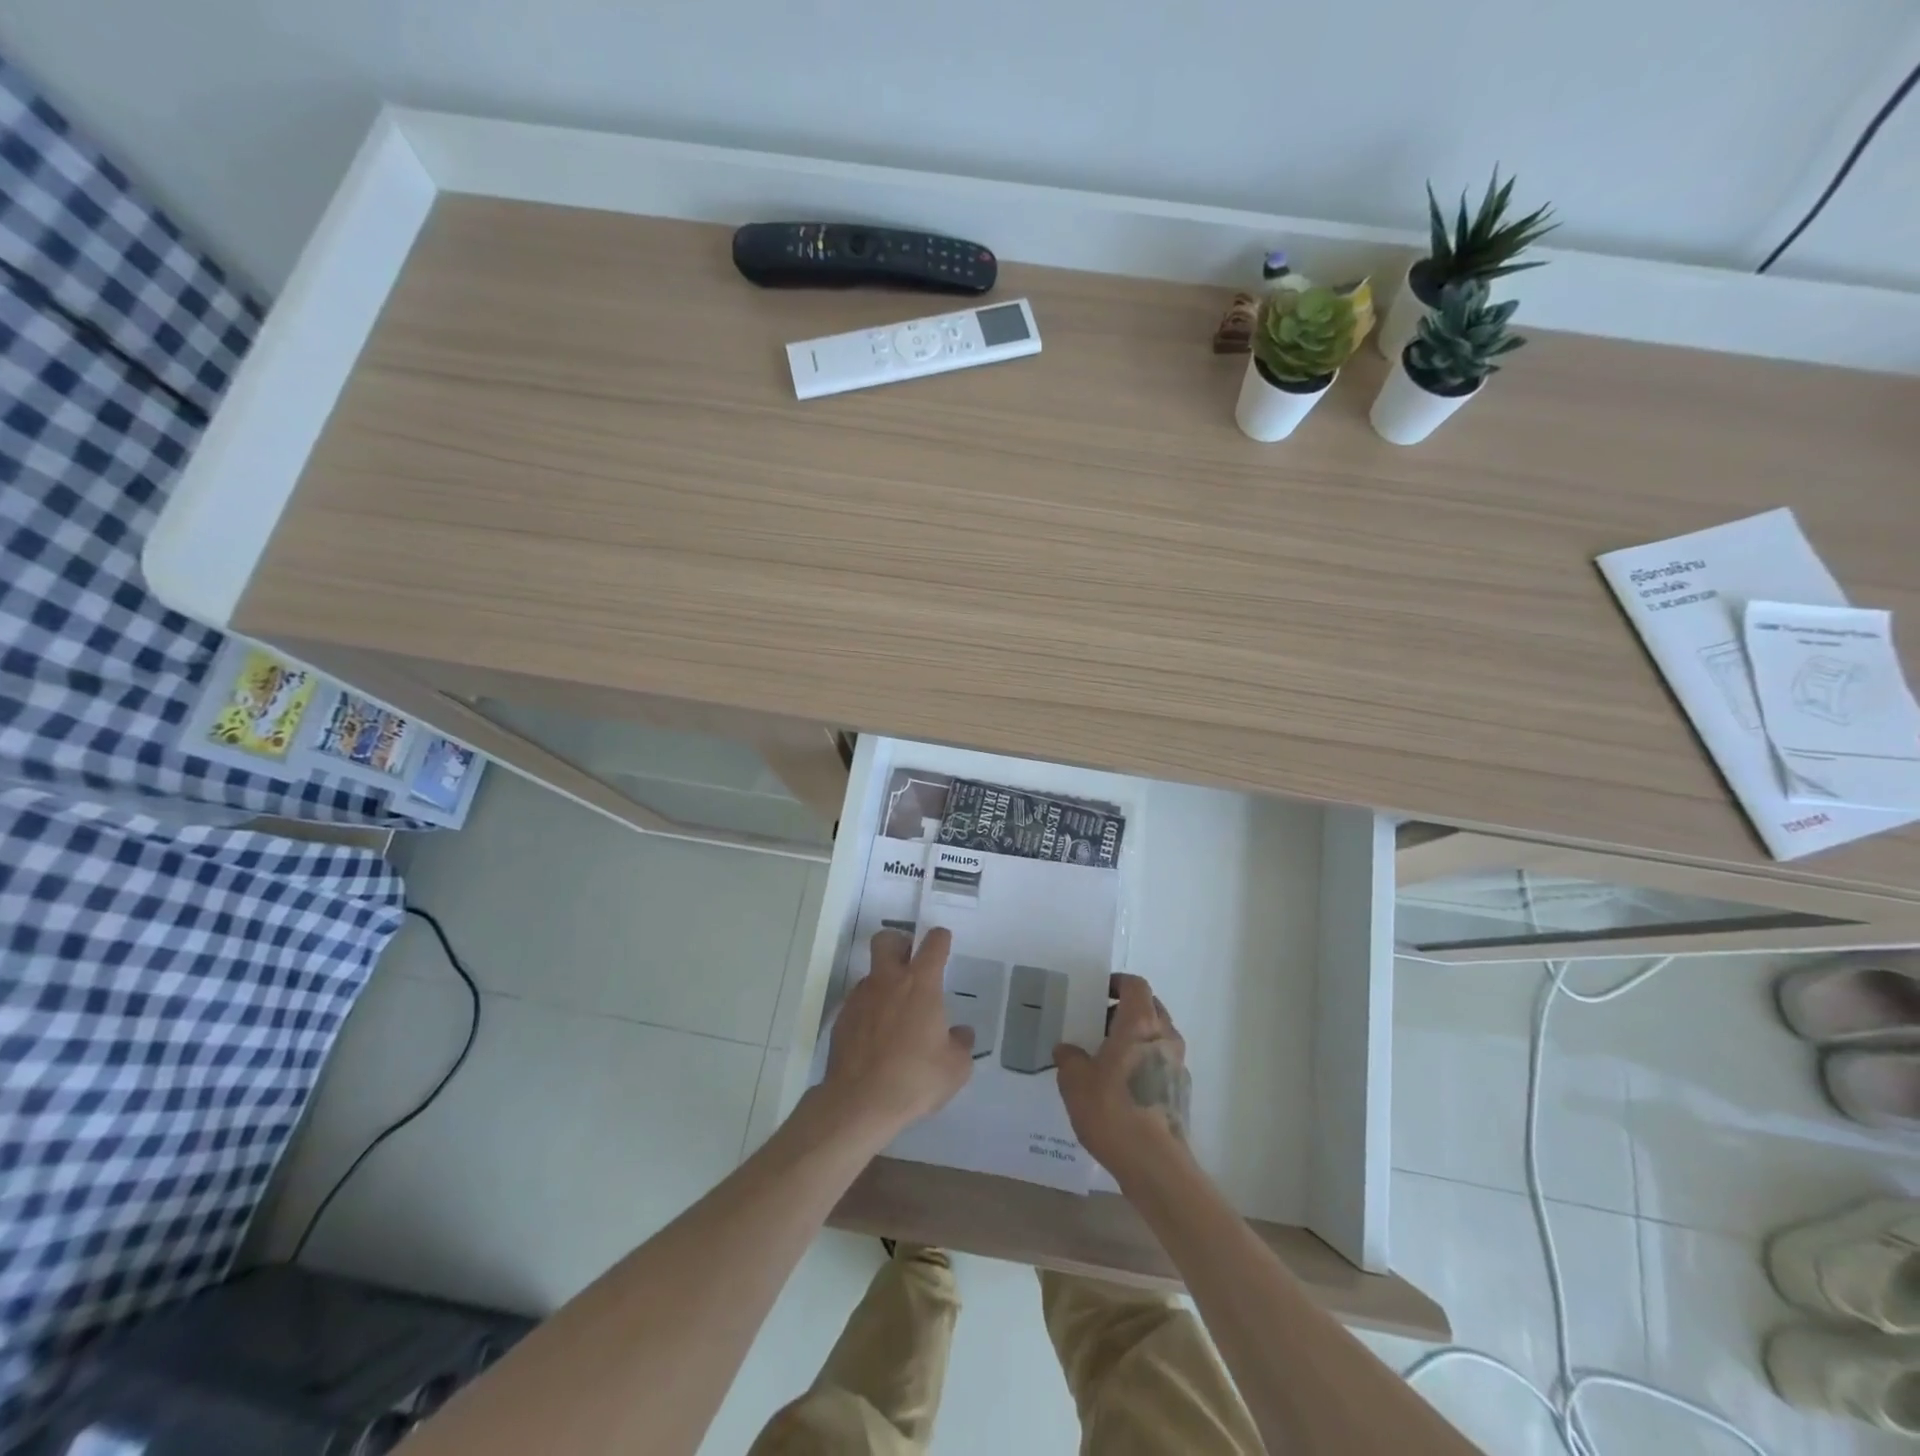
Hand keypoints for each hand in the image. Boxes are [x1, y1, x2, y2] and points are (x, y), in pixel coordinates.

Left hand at [819, 927, 975, 1138]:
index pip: (933, 943)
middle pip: (886, 939)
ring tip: (896, 1013)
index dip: (941, 939)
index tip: (944, 944)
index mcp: (921, 984)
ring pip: (871, 973)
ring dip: (884, 982)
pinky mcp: (842, 1018)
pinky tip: (878, 1037)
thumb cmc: (914, 1079)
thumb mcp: (955, 1068)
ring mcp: (861, 997)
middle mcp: (888, 981)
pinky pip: (859, 1002)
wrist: (859, 1102)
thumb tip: (961, 1034)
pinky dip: (870, 1010)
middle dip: (899, 943)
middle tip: (910, 962)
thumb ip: (961, 1044)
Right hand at [1055, 973, 1192, 1179]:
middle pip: (1150, 1008)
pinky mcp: (1181, 1093)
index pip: (1135, 985)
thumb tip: (1066, 1049)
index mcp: (1141, 1023)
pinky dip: (1143, 1064)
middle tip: (1098, 1024)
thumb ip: (1069, 1058)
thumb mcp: (1075, 1080)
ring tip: (1105, 1057)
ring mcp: (1178, 1065)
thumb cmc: (1113, 1110)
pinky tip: (1121, 1087)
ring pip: (1157, 1037)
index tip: (1098, 992)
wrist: (1155, 1165)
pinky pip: (1161, 1064)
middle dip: (1125, 1011)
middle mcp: (1165, 1037)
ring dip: (1135, 1039)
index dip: (1117, 983)